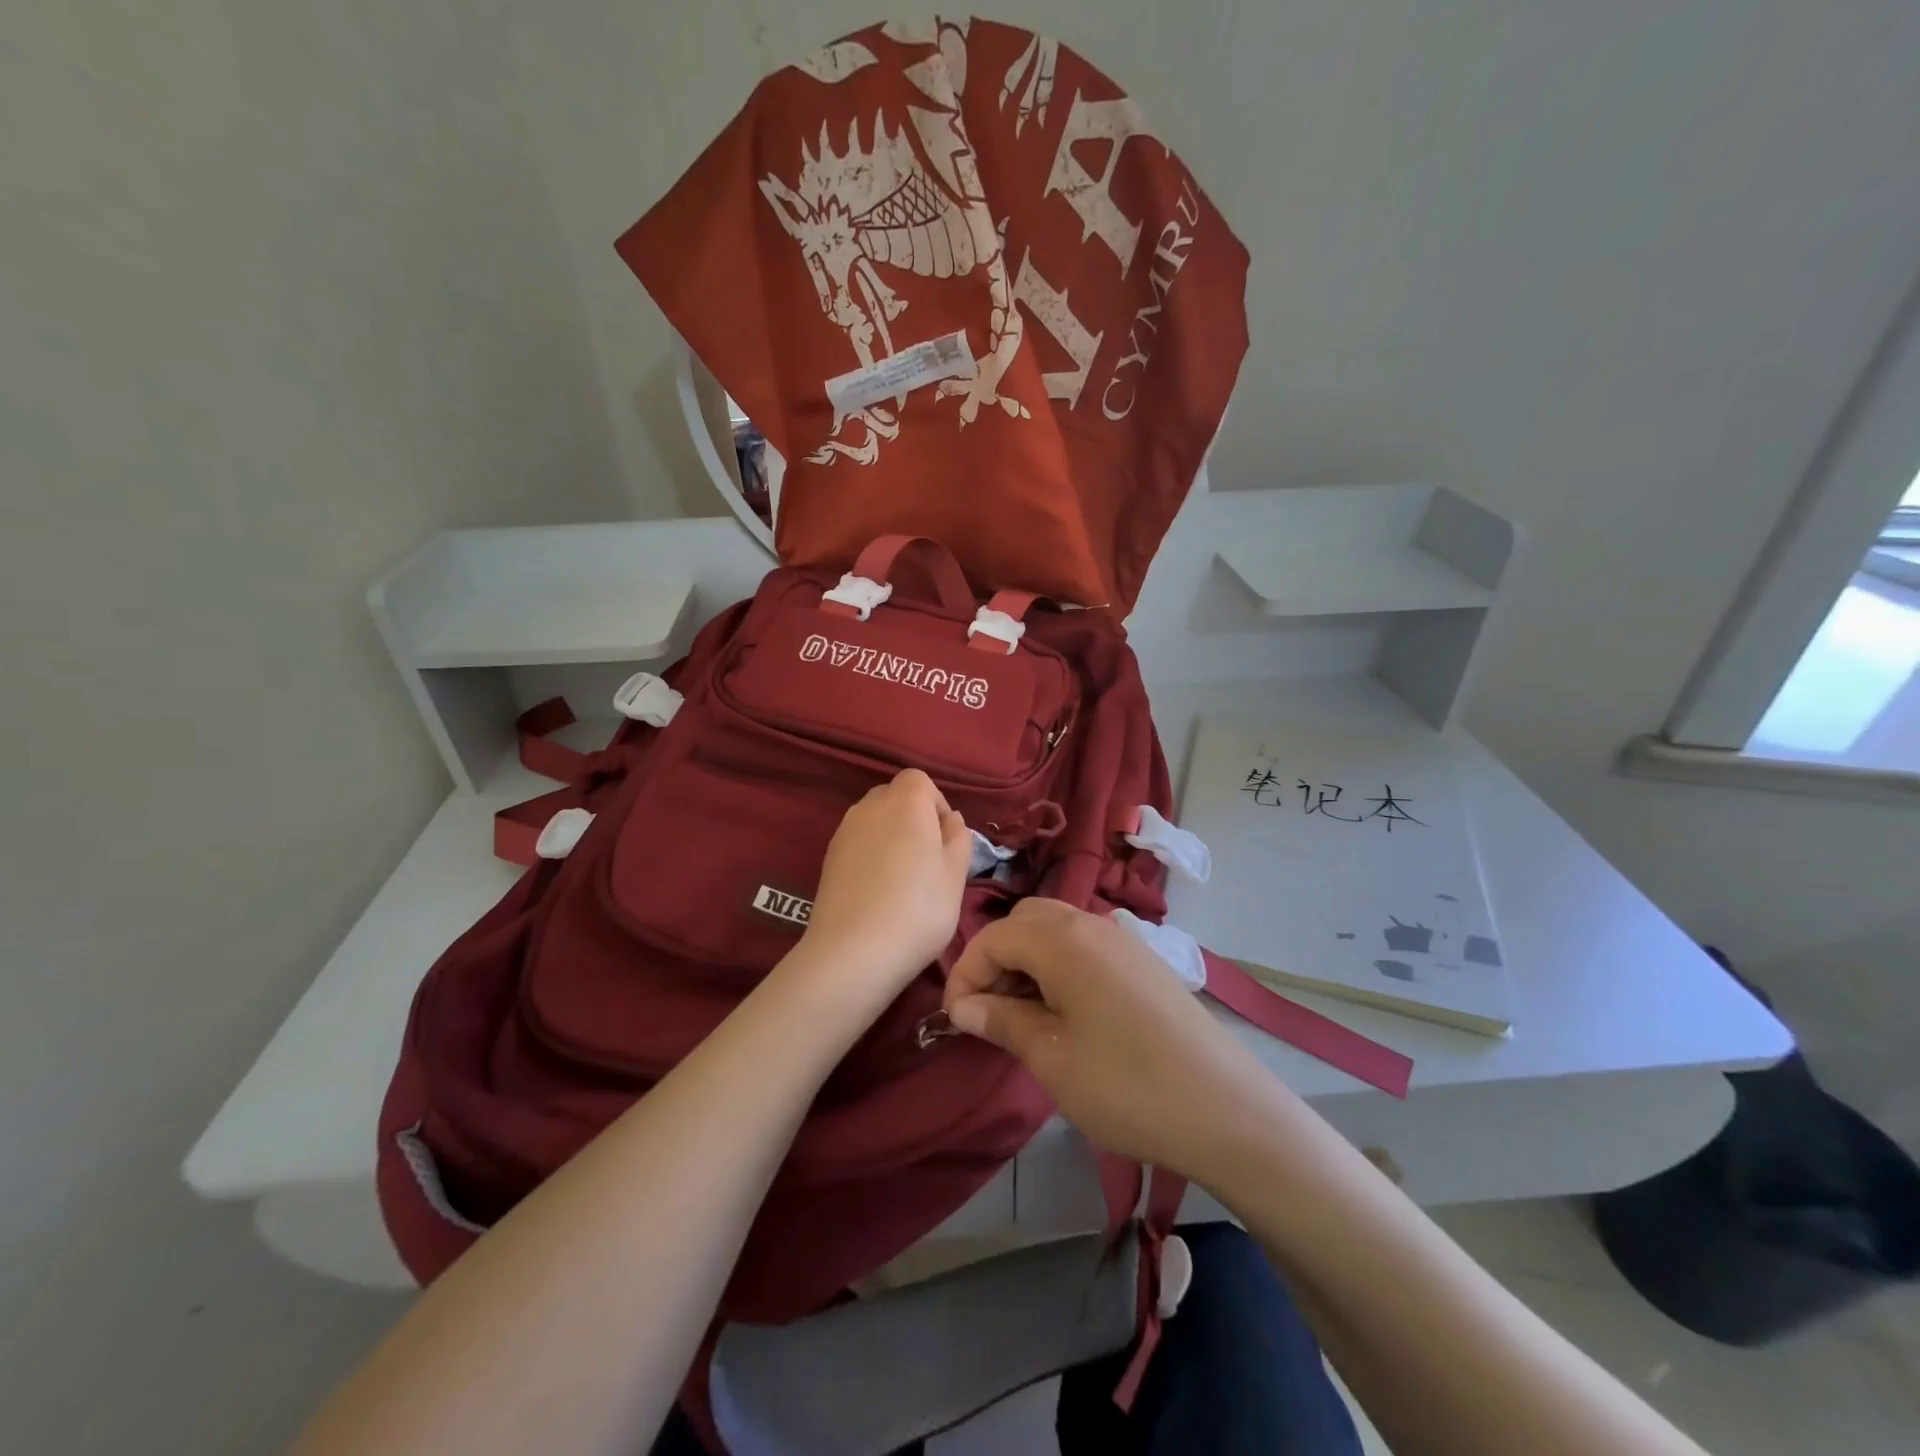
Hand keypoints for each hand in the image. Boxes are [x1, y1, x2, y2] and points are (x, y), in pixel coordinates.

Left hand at [801, 769, 973, 998]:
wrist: (853, 952)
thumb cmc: (918, 908)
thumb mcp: (956, 874)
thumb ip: (958, 837)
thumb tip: (950, 819)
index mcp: (905, 801)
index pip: (919, 780)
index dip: (936, 803)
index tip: (946, 839)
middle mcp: (869, 807)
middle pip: (894, 796)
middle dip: (913, 818)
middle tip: (928, 859)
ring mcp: (843, 832)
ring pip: (874, 821)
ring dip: (891, 838)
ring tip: (904, 879)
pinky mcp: (828, 859)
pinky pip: (857, 844)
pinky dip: (871, 856)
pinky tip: (879, 892)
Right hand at [944, 899, 1285, 1181]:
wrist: (1227, 1109)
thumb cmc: (1126, 1084)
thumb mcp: (1051, 1058)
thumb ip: (1002, 1020)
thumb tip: (964, 1006)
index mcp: (1062, 939)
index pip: (994, 936)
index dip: (966, 974)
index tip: (956, 1021)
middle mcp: (1092, 924)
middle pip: (1025, 921)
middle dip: (997, 960)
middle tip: (989, 1013)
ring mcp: (1124, 941)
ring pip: (1057, 931)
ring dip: (1029, 963)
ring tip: (1024, 1020)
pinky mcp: (1145, 963)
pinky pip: (1087, 948)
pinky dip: (1061, 968)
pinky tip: (1067, 1016)